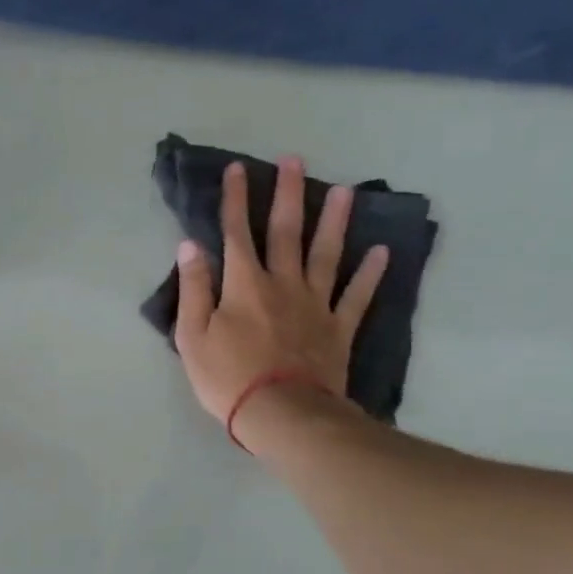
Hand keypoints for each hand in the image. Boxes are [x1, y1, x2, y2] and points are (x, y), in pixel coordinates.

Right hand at [175, 157, 388, 432]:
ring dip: (334, 221)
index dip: (235, 200)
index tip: (237, 169)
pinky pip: (357, 296)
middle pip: (286, 232)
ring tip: (344, 190)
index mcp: (244, 285)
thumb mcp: (193, 336)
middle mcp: (282, 283)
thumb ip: (194, 289)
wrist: (282, 413)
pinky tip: (382, 251)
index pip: (236, 233)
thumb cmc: (228, 377)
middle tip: (294, 160)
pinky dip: (370, 273)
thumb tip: (190, 246)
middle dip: (287, 194)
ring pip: (327, 254)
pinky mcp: (338, 328)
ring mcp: (316, 304)